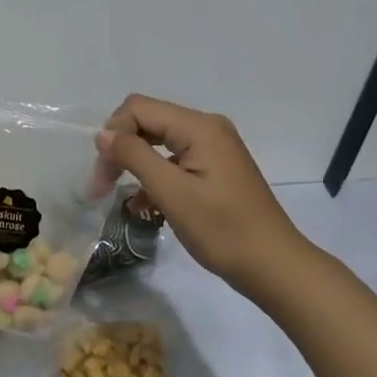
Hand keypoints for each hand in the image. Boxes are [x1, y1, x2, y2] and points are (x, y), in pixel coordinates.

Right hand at [93, 95, 306, 288]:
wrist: (274, 267)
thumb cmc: (223, 230)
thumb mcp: (172, 193)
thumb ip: (134, 156)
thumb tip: (103, 134)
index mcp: (199, 127)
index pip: (138, 108)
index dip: (113, 135)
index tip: (102, 176)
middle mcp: (207, 127)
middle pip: (147, 121)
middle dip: (120, 149)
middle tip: (102, 188)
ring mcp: (214, 147)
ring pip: (158, 141)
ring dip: (134, 164)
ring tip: (118, 196)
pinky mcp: (215, 167)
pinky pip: (174, 159)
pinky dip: (154, 176)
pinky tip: (144, 204)